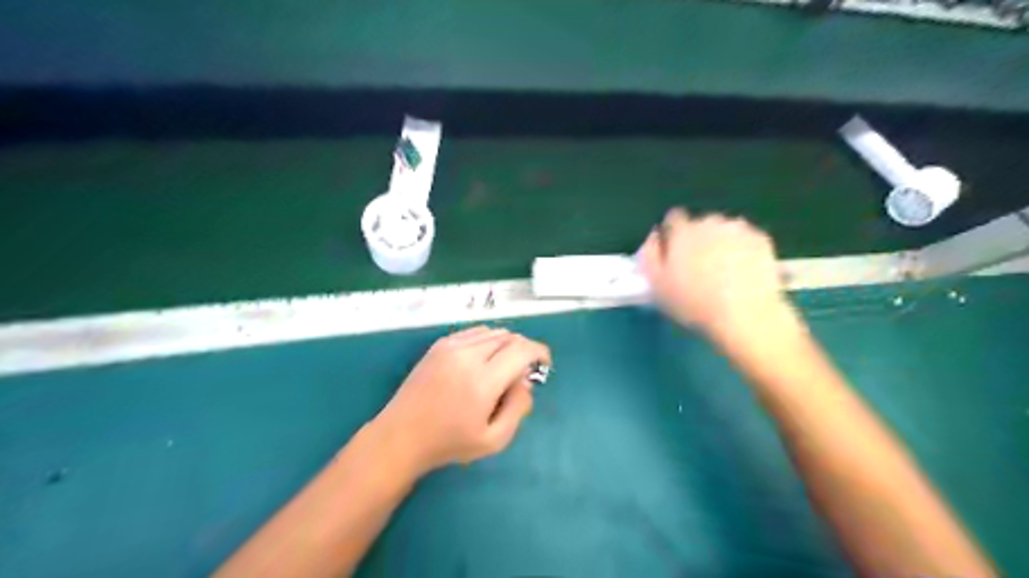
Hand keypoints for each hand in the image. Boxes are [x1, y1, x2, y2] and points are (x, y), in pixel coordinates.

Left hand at [370, 327, 545, 476]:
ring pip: (492, 332)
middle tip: (523, 372)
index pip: (521, 349)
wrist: (401, 435)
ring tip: (503, 367)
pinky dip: (488, 340)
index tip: (544, 364)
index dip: (539, 352)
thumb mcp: (494, 440)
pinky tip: (483, 360)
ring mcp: (450, 346)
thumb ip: (518, 408)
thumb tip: (525, 381)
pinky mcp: (439, 345)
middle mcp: (467, 355)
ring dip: (506, 344)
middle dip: (524, 350)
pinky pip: (474, 333)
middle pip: (509, 337)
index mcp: (482, 380)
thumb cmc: (449, 443)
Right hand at [640, 211, 794, 346]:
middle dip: (698, 239)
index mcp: (682, 231)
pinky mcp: (762, 240)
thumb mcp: (656, 285)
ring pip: (724, 230)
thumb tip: (653, 237)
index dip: (672, 235)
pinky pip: (746, 239)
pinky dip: (742, 250)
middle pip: (700, 223)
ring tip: (723, 271)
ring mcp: (739, 229)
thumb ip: (649, 255)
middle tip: (699, 267)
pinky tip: (742, 272)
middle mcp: (710, 221)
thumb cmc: (693, 304)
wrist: (745, 315)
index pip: (673, 219)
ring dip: (721, 243)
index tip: (674, 254)